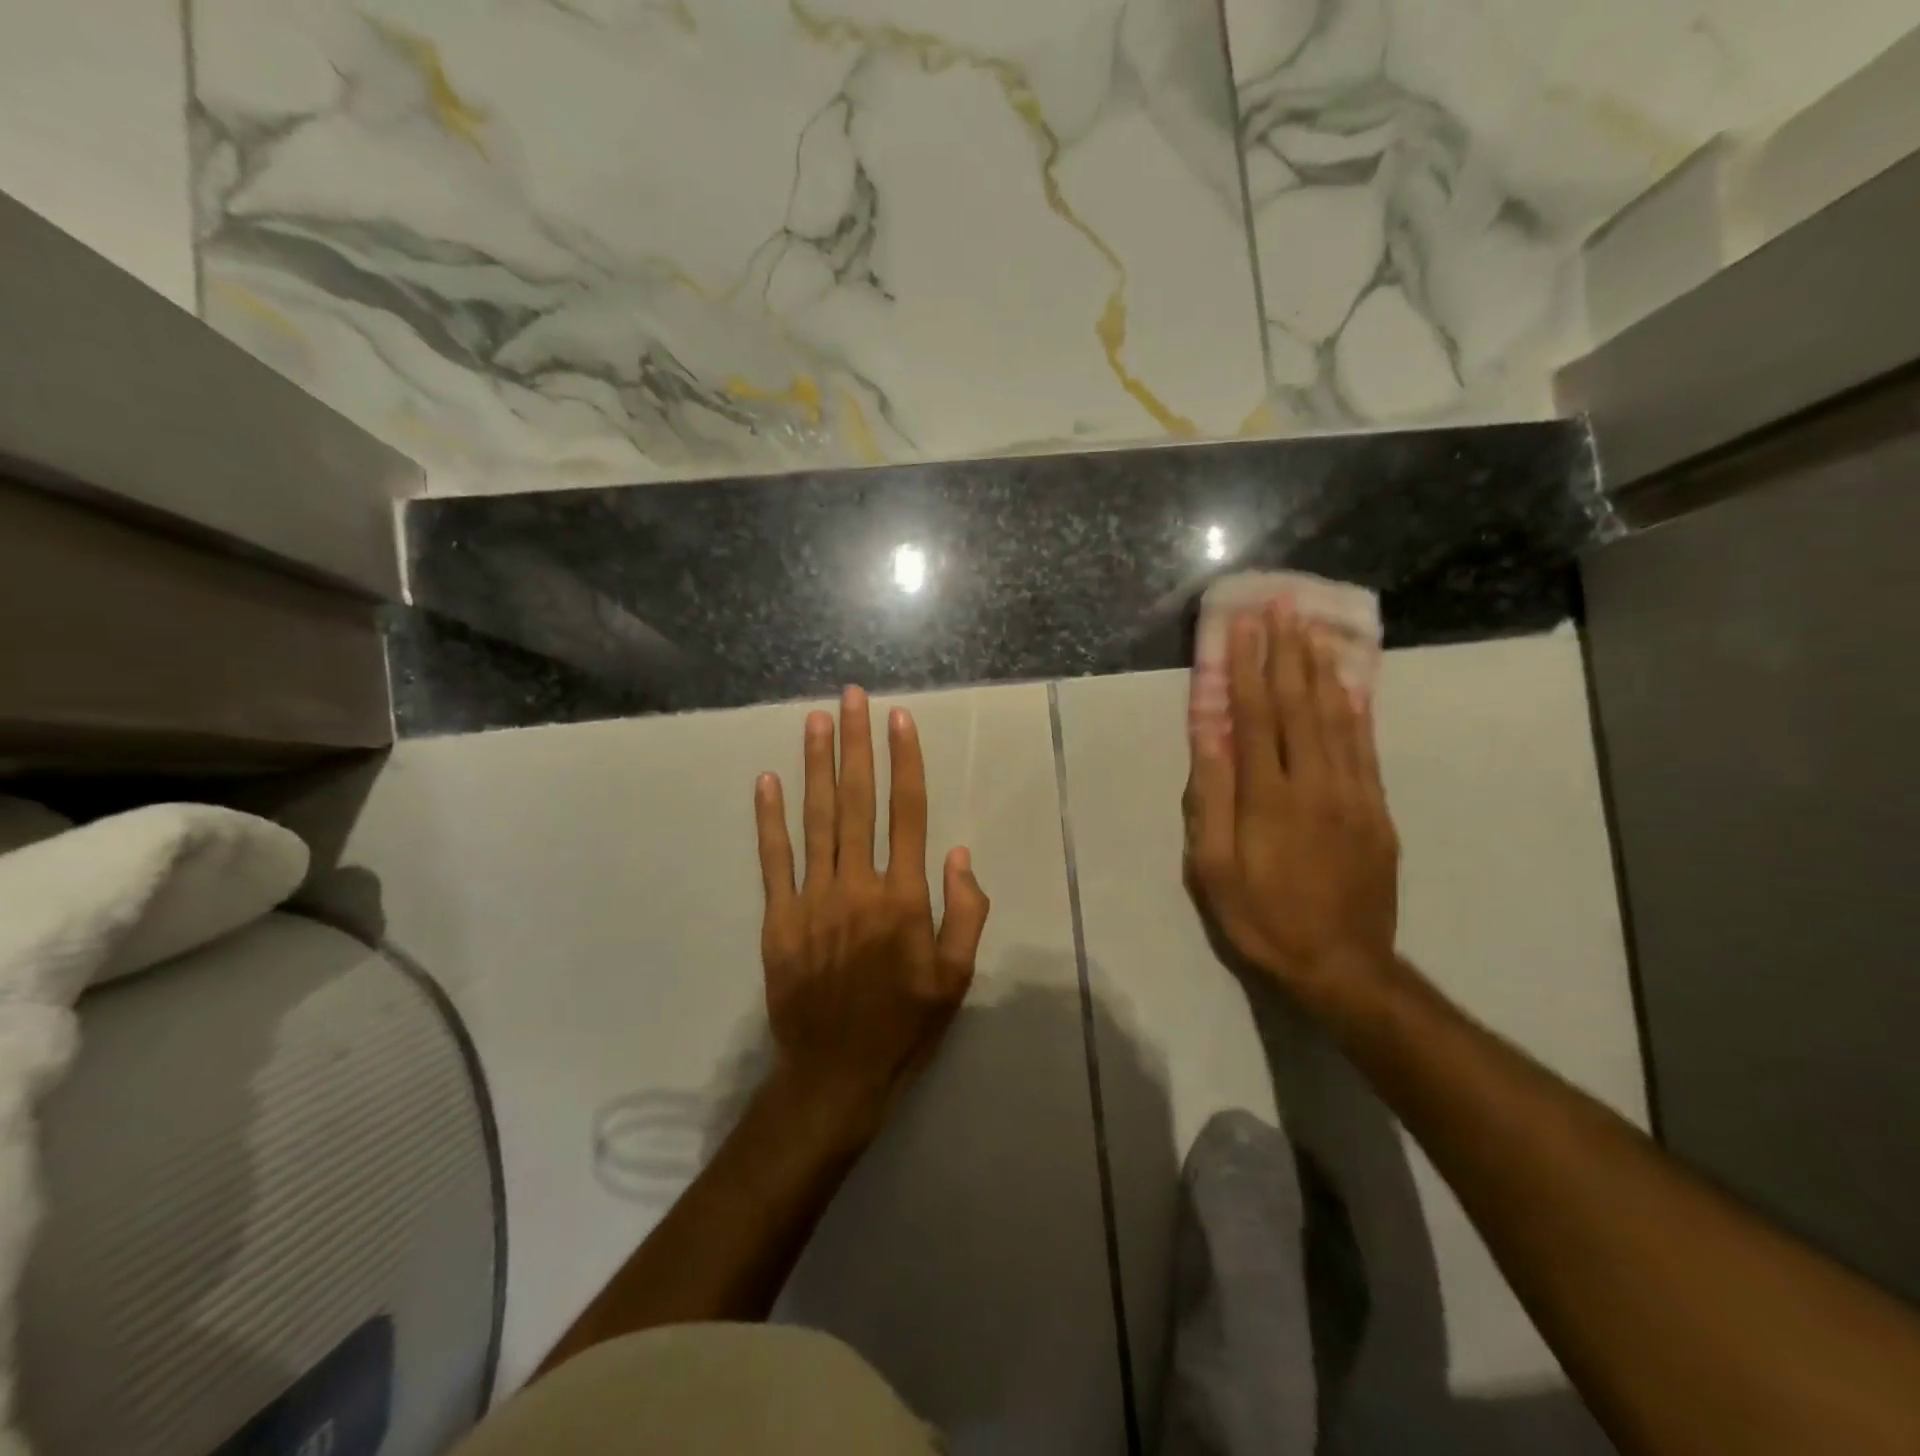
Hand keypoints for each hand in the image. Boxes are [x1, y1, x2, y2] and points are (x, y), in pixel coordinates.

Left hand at [753, 686, 990, 1133]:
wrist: (836, 1074)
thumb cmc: (905, 1024)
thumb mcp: (957, 978)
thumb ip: (965, 913)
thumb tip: (959, 855)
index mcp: (904, 898)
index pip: (908, 813)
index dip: (905, 762)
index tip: (899, 720)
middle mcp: (859, 886)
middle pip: (858, 801)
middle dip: (856, 744)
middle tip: (852, 698)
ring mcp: (813, 899)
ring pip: (817, 819)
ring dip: (817, 766)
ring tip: (816, 720)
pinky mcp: (779, 919)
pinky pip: (774, 860)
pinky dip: (770, 819)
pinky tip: (768, 781)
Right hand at [1184, 600, 1399, 995]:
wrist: (1341, 966)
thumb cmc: (1261, 917)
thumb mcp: (1214, 866)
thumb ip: (1213, 795)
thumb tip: (1208, 733)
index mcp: (1269, 797)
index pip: (1256, 716)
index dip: (1247, 667)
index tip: (1242, 624)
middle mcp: (1315, 783)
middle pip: (1299, 704)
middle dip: (1287, 650)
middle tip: (1283, 604)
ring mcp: (1353, 794)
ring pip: (1337, 718)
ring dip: (1321, 668)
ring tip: (1311, 628)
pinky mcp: (1376, 810)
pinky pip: (1365, 747)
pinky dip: (1355, 708)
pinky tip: (1348, 683)